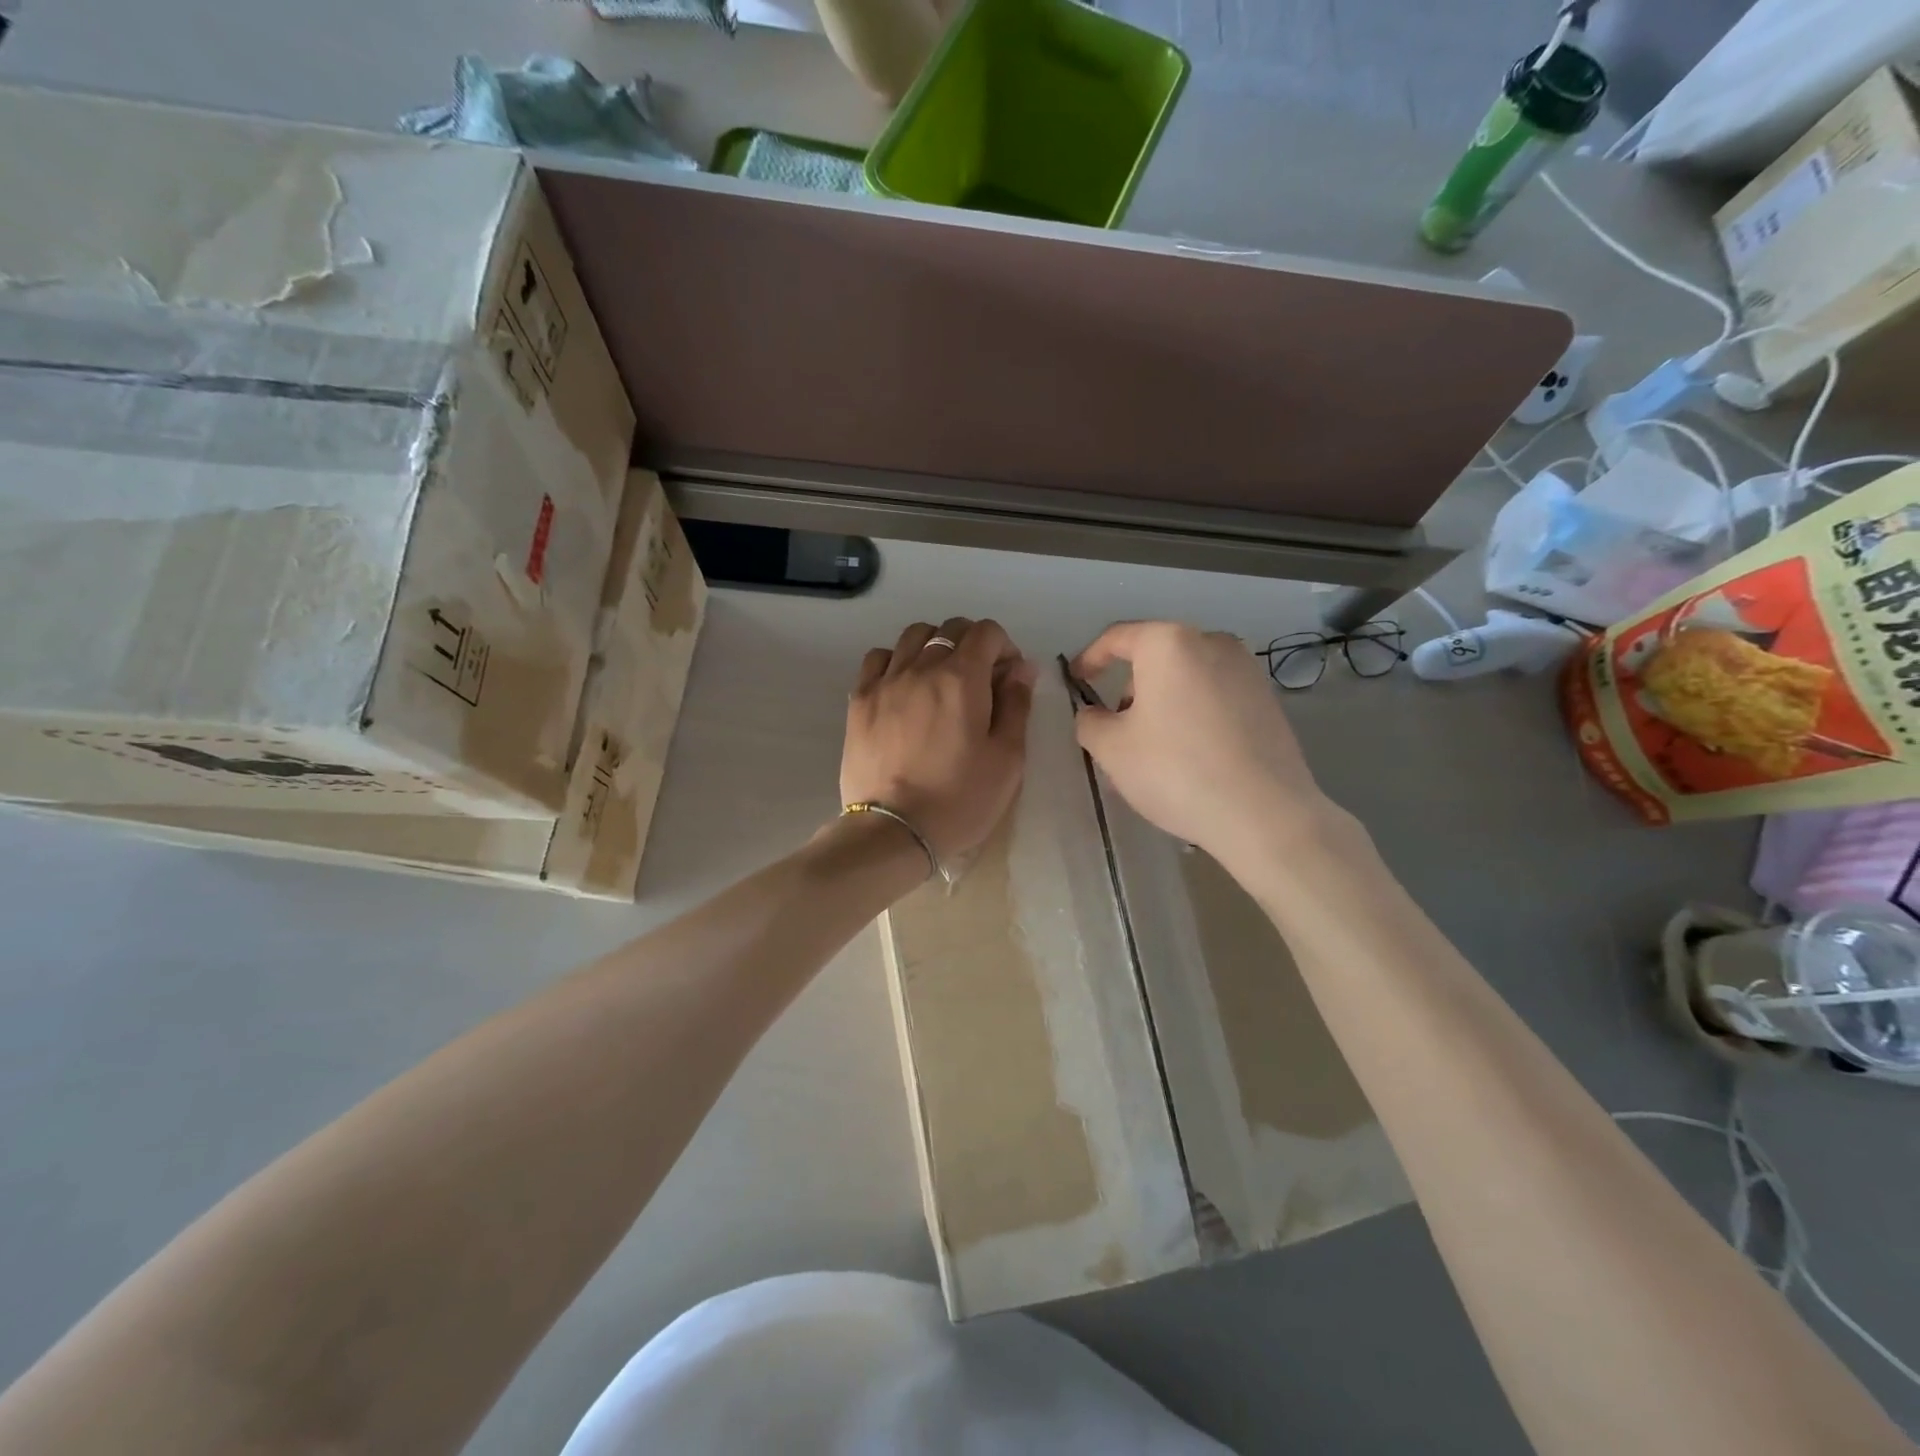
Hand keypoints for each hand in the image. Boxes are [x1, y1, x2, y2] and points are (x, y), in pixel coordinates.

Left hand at [842, 618, 1037, 865]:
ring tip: (940, 680)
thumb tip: (1021, 668)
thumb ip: (1016, 705)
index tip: (1007, 678)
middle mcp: (921, 668)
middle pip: (949, 629)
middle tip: (979, 681)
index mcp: (962, 679)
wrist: (893, 831)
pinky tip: (904, 687)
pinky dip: (896, 661)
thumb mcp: (1007, 758)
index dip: (1004, 647)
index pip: (986, 632)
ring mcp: (885, 682)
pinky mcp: (859, 701)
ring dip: (934, 647)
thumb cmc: (959, 800)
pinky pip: (878, 658)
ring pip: (912, 637)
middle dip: (972, 644)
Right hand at [1071, 621, 1339, 871]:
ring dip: (1161, 704)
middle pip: (1155, 658)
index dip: (1089, 658)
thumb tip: (1095, 715)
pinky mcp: (1268, 700)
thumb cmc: (1176, 771)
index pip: (1117, 638)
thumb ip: (1090, 722)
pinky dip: (1192, 715)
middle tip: (1115, 731)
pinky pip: (1214, 697)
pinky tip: (1189, 757)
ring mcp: (1246, 670)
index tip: (1077, 683)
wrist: (1264, 814)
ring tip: (1152, 751)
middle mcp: (1211, 643)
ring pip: (1186, 679)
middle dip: (1129, 690)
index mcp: (1169, 644)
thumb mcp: (1112, 750)